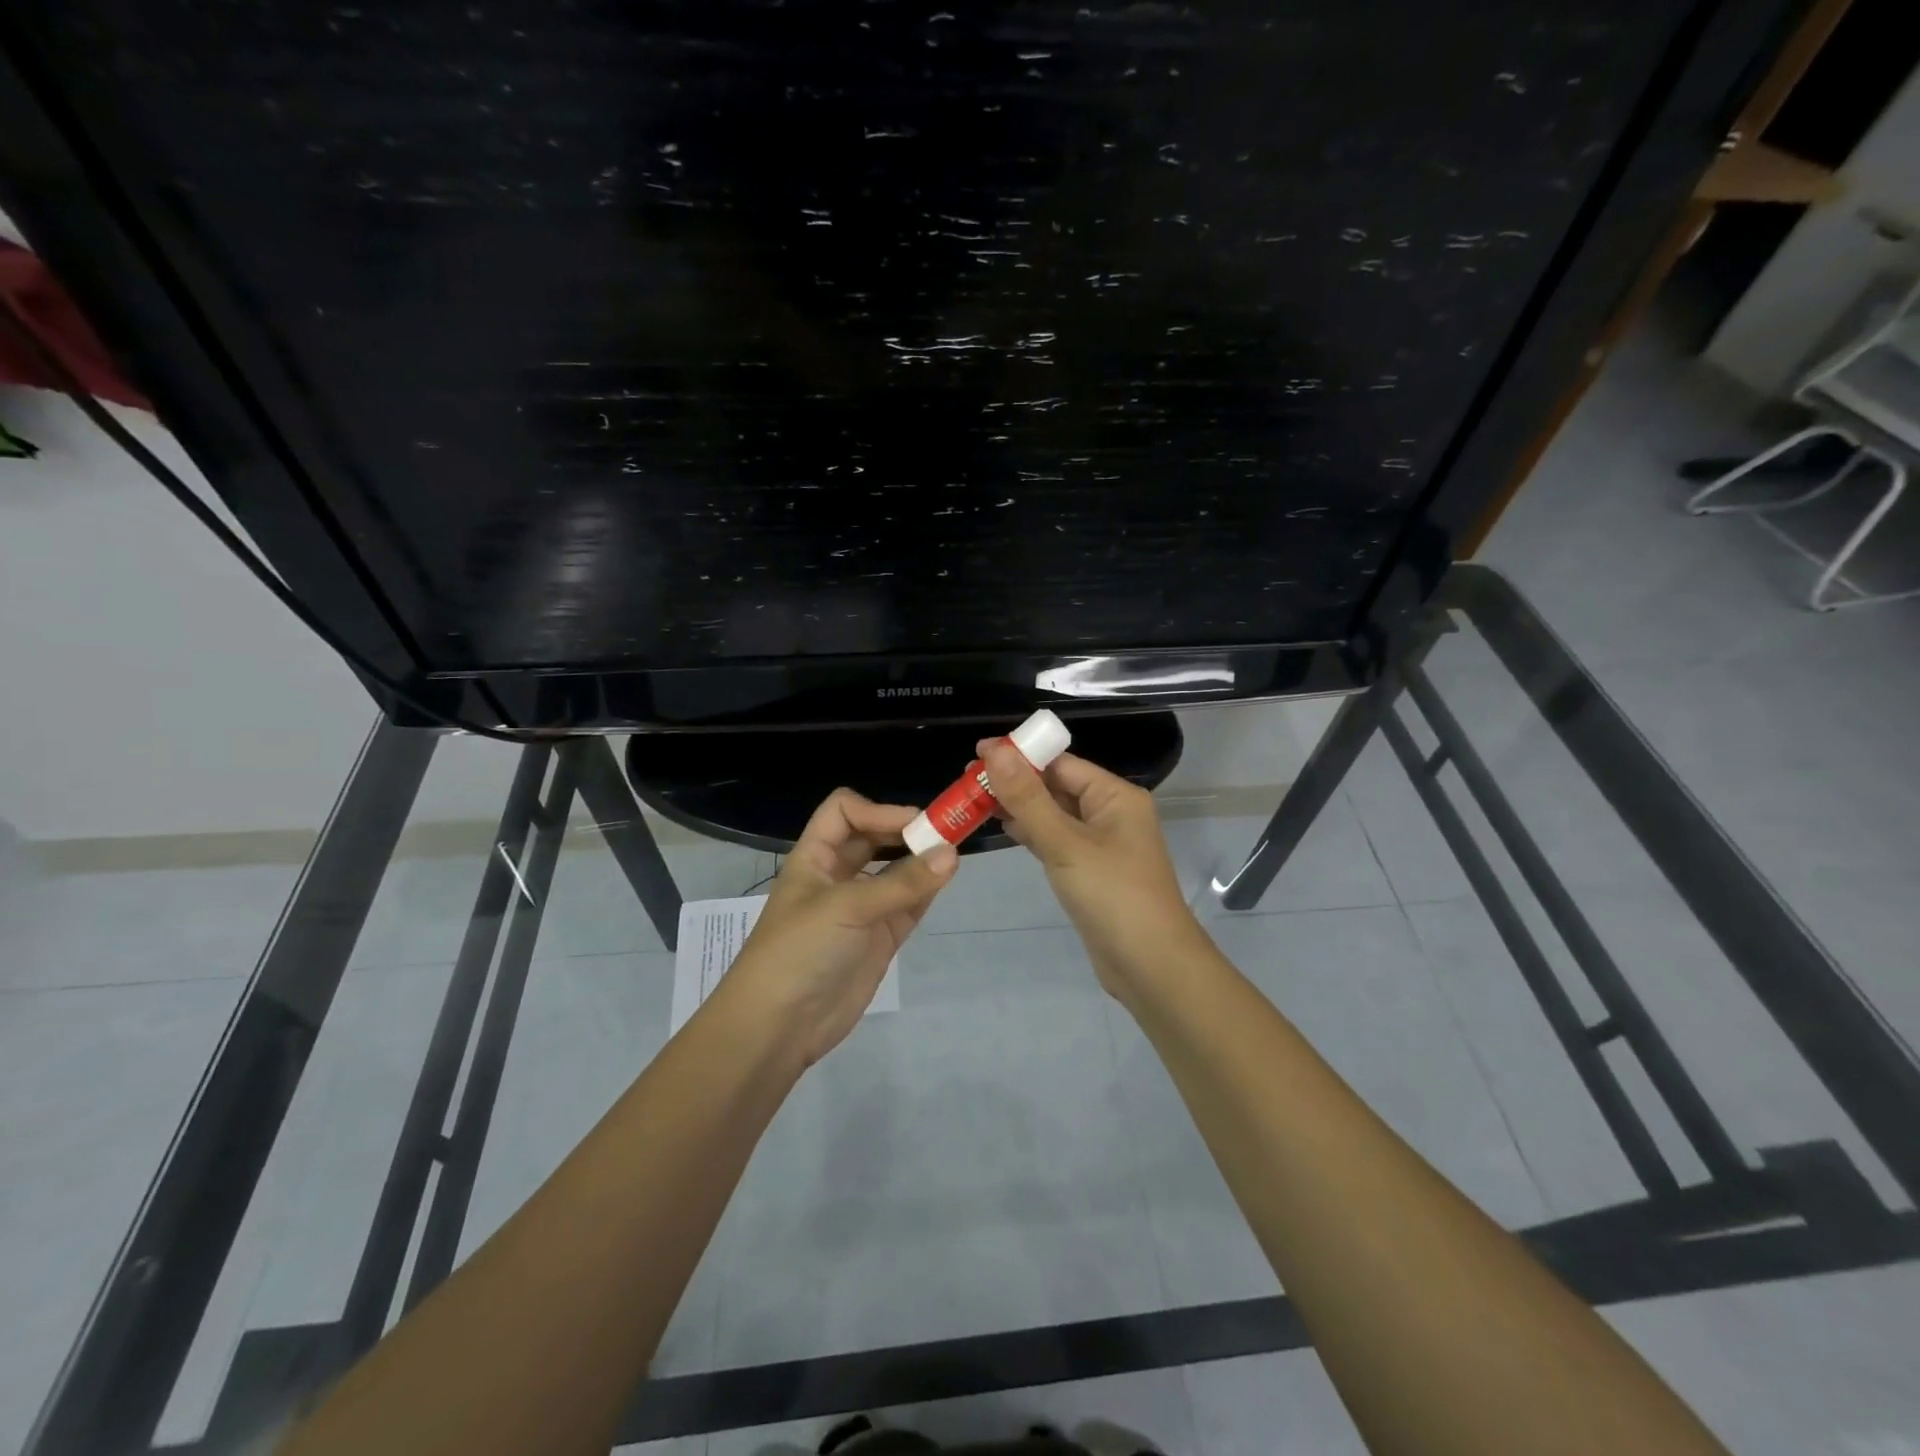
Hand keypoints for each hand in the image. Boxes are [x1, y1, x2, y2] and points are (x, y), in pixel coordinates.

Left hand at [719, 788, 956, 1066]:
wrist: (778, 1027)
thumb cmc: (800, 951)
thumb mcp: (846, 907)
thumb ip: (902, 882)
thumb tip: (952, 853)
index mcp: (815, 857)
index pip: (844, 812)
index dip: (877, 810)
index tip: (913, 825)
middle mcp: (838, 875)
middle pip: (874, 837)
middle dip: (905, 831)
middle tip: (945, 833)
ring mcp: (860, 907)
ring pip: (895, 870)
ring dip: (920, 860)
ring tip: (953, 854)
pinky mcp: (879, 937)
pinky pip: (908, 903)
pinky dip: (927, 890)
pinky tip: (946, 879)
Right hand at [980, 740, 1206, 1001]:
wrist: (1150, 967)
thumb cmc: (1113, 896)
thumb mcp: (1065, 843)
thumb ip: (1028, 798)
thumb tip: (995, 750)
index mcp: (1115, 796)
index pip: (1061, 763)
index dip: (1020, 755)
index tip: (976, 753)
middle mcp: (1110, 813)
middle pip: (1056, 786)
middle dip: (1014, 781)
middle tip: (966, 779)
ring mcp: (1100, 844)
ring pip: (1053, 814)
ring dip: (1018, 806)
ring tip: (973, 798)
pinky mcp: (1089, 871)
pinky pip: (1055, 840)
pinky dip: (1030, 832)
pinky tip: (1002, 826)